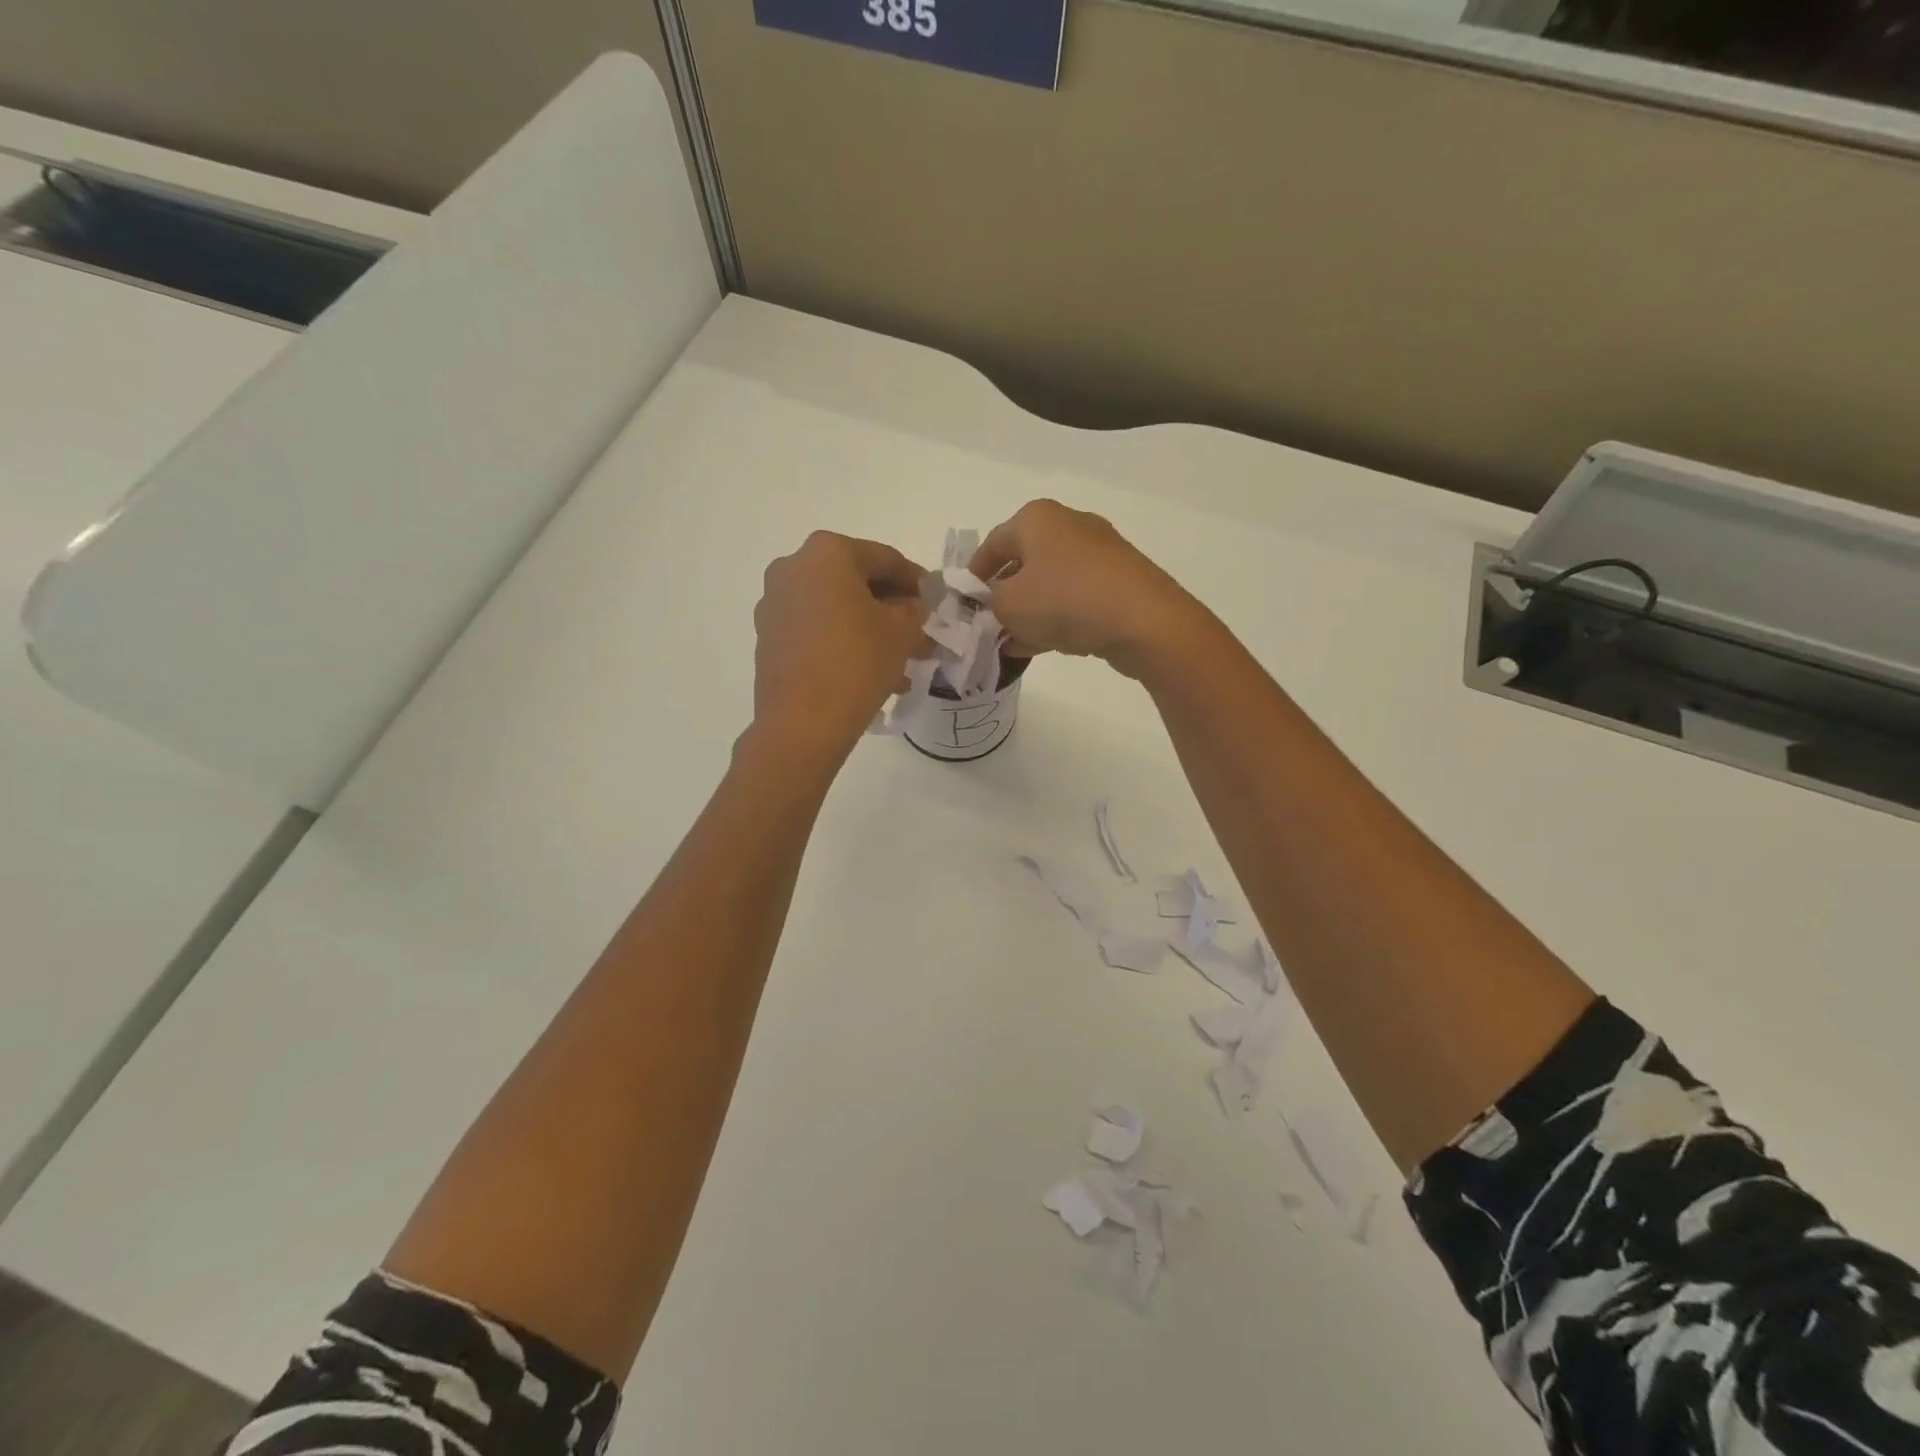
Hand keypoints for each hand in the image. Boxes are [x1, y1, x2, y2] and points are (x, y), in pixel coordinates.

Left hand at [750, 532, 928, 760]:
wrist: (802, 723)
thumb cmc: (857, 663)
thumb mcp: (902, 632)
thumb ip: (913, 610)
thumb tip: (911, 606)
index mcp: (826, 553)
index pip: (885, 558)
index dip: (916, 580)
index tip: (936, 601)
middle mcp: (792, 569)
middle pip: (856, 582)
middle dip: (891, 608)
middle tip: (920, 632)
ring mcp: (775, 605)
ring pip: (837, 610)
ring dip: (871, 630)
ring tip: (902, 662)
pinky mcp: (769, 639)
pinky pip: (817, 632)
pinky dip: (845, 644)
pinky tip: (872, 673)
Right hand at [971, 500, 1209, 680]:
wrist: (1143, 621)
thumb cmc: (1064, 601)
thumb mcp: (1008, 606)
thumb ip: (988, 604)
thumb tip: (991, 606)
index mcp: (1037, 518)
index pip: (992, 543)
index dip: (973, 576)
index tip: (963, 603)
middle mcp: (1069, 525)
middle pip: (1023, 562)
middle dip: (1003, 596)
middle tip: (988, 626)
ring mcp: (1099, 552)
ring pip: (1050, 583)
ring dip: (1029, 612)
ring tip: (1011, 643)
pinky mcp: (1120, 580)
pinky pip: (1075, 598)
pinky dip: (1056, 617)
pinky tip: (1041, 645)